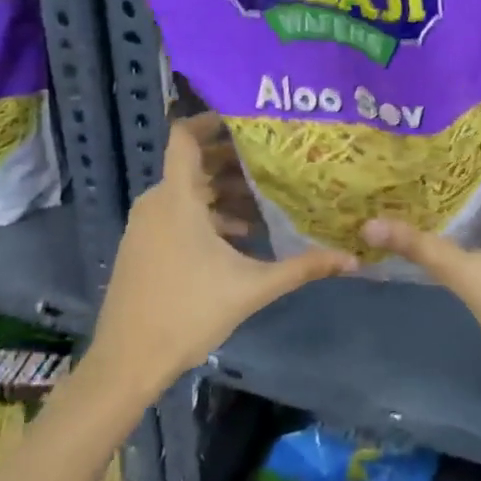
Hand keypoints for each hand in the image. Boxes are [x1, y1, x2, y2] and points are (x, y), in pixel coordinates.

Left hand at [88, 113, 354, 398]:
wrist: (127, 361)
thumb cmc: (189, 312)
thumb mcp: (252, 288)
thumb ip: (302, 268)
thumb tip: (352, 258)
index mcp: (178, 198)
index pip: (185, 136)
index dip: (211, 120)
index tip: (247, 119)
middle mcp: (157, 202)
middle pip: (193, 164)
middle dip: (233, 162)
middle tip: (274, 162)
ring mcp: (145, 225)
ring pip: (186, 192)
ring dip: (222, 193)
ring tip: (264, 203)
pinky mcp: (141, 247)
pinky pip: (176, 214)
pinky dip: (205, 215)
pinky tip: (238, 239)